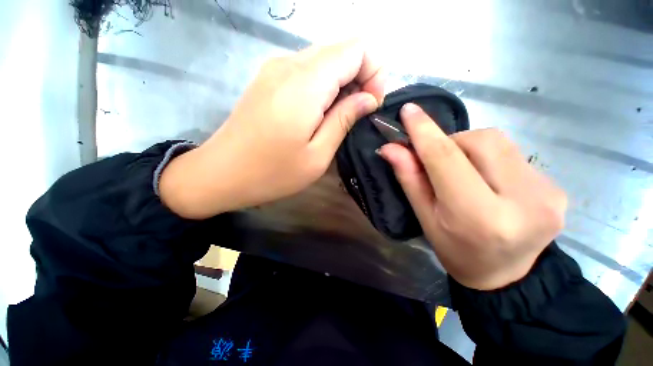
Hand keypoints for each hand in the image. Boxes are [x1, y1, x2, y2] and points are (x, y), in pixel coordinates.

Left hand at [160, 39, 385, 218]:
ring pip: (325, 60)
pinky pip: (308, 71)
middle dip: (360, 78)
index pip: (357, 49)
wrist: (222, 173)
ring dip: (341, 84)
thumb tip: (368, 98)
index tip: (370, 105)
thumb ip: (344, 119)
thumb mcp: (317, 154)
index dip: (374, 72)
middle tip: (356, 115)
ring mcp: (276, 68)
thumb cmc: (273, 173)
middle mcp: (290, 63)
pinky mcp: (269, 79)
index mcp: (306, 83)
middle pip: (342, 50)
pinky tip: (318, 114)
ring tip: (337, 118)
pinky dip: (323, 86)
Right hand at [378, 104, 566, 289]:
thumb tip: (391, 148)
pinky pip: (514, 155)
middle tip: (439, 162)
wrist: (506, 276)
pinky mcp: (557, 188)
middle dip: (452, 142)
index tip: (408, 111)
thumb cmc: (454, 250)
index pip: (446, 159)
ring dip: (471, 149)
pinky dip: (491, 159)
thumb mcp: (424, 217)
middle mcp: (523, 202)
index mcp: (479, 216)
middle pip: (480, 141)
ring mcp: (548, 193)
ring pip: (499, 142)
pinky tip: (488, 181)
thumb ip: (409, 179)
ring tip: (464, 174)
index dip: (424, 131)